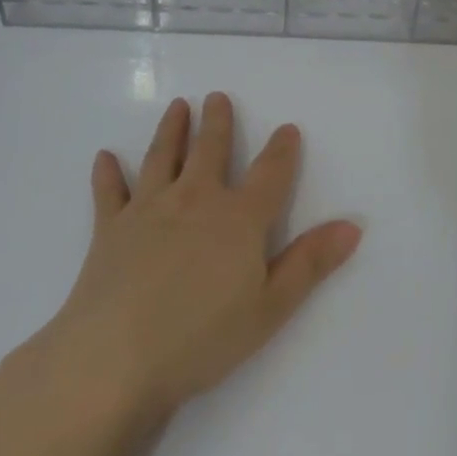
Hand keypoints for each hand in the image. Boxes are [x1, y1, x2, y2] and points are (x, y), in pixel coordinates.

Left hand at [12, 93, 361, 427]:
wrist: (115, 358)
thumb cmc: (201, 338)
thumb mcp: (270, 308)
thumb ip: (310, 263)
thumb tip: (352, 225)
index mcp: (239, 218)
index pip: (269, 174)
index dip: (282, 150)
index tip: (287, 128)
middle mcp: (195, 200)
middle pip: (210, 151)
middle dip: (217, 122)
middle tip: (217, 97)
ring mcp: (148, 209)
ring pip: (163, 157)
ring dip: (172, 130)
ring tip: (178, 106)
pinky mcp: (110, 228)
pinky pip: (110, 192)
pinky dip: (107, 173)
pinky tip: (104, 157)